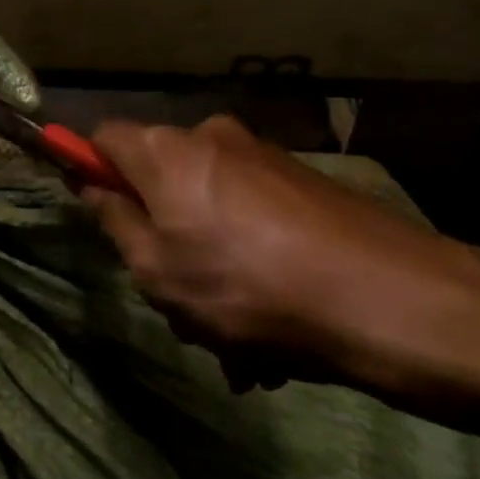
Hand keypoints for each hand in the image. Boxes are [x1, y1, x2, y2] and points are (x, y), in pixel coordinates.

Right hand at [86, 116, 479, 397]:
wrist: (388, 299)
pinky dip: (250, 264)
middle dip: (161, 238)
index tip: (101, 216)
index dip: (91, 172)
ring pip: (209, 212)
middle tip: (178, 303)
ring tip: (236, 341)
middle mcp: (213, 138)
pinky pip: (253, 222)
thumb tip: (92, 185)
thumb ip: (115, 221)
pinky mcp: (306, 184)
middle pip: (160, 181)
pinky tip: (274, 328)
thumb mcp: (158, 269)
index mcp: (167, 151)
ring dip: (209, 266)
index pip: (103, 137)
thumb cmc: (247, 286)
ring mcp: (265, 159)